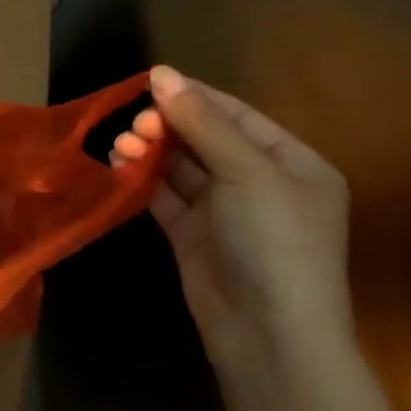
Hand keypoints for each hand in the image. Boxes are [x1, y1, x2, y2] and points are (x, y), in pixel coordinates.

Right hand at [112, 66, 352, 375]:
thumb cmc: (274, 242)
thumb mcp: (246, 173)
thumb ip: (202, 122)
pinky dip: (142, 179)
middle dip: (166, 126)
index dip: (193, 96)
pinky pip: (165, 196)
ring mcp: (225, 212)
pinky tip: (118, 165)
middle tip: (135, 125)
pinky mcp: (193, 236)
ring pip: (180, 167)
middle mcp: (260, 183)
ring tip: (121, 145)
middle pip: (205, 138)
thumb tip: (161, 73)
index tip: (148, 81)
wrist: (269, 337)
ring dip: (150, 151)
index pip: (236, 115)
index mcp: (292, 164)